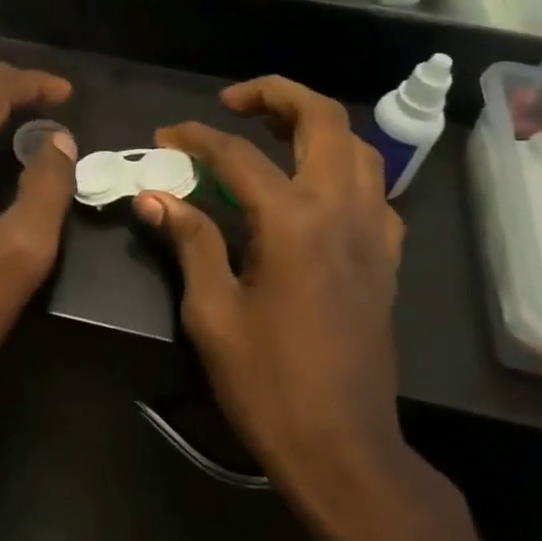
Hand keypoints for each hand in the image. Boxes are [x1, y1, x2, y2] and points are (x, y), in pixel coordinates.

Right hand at [134, 77, 406, 483]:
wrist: (342, 445)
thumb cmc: (268, 382)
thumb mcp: (212, 312)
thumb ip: (190, 241)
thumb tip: (155, 197)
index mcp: (293, 221)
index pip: (238, 155)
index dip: (195, 138)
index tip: (165, 137)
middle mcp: (342, 211)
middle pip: (323, 120)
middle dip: (276, 95)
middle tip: (233, 102)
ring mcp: (374, 232)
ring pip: (359, 147)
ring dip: (316, 125)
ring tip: (273, 131)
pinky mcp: (386, 258)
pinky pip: (374, 191)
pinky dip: (343, 169)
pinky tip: (313, 190)